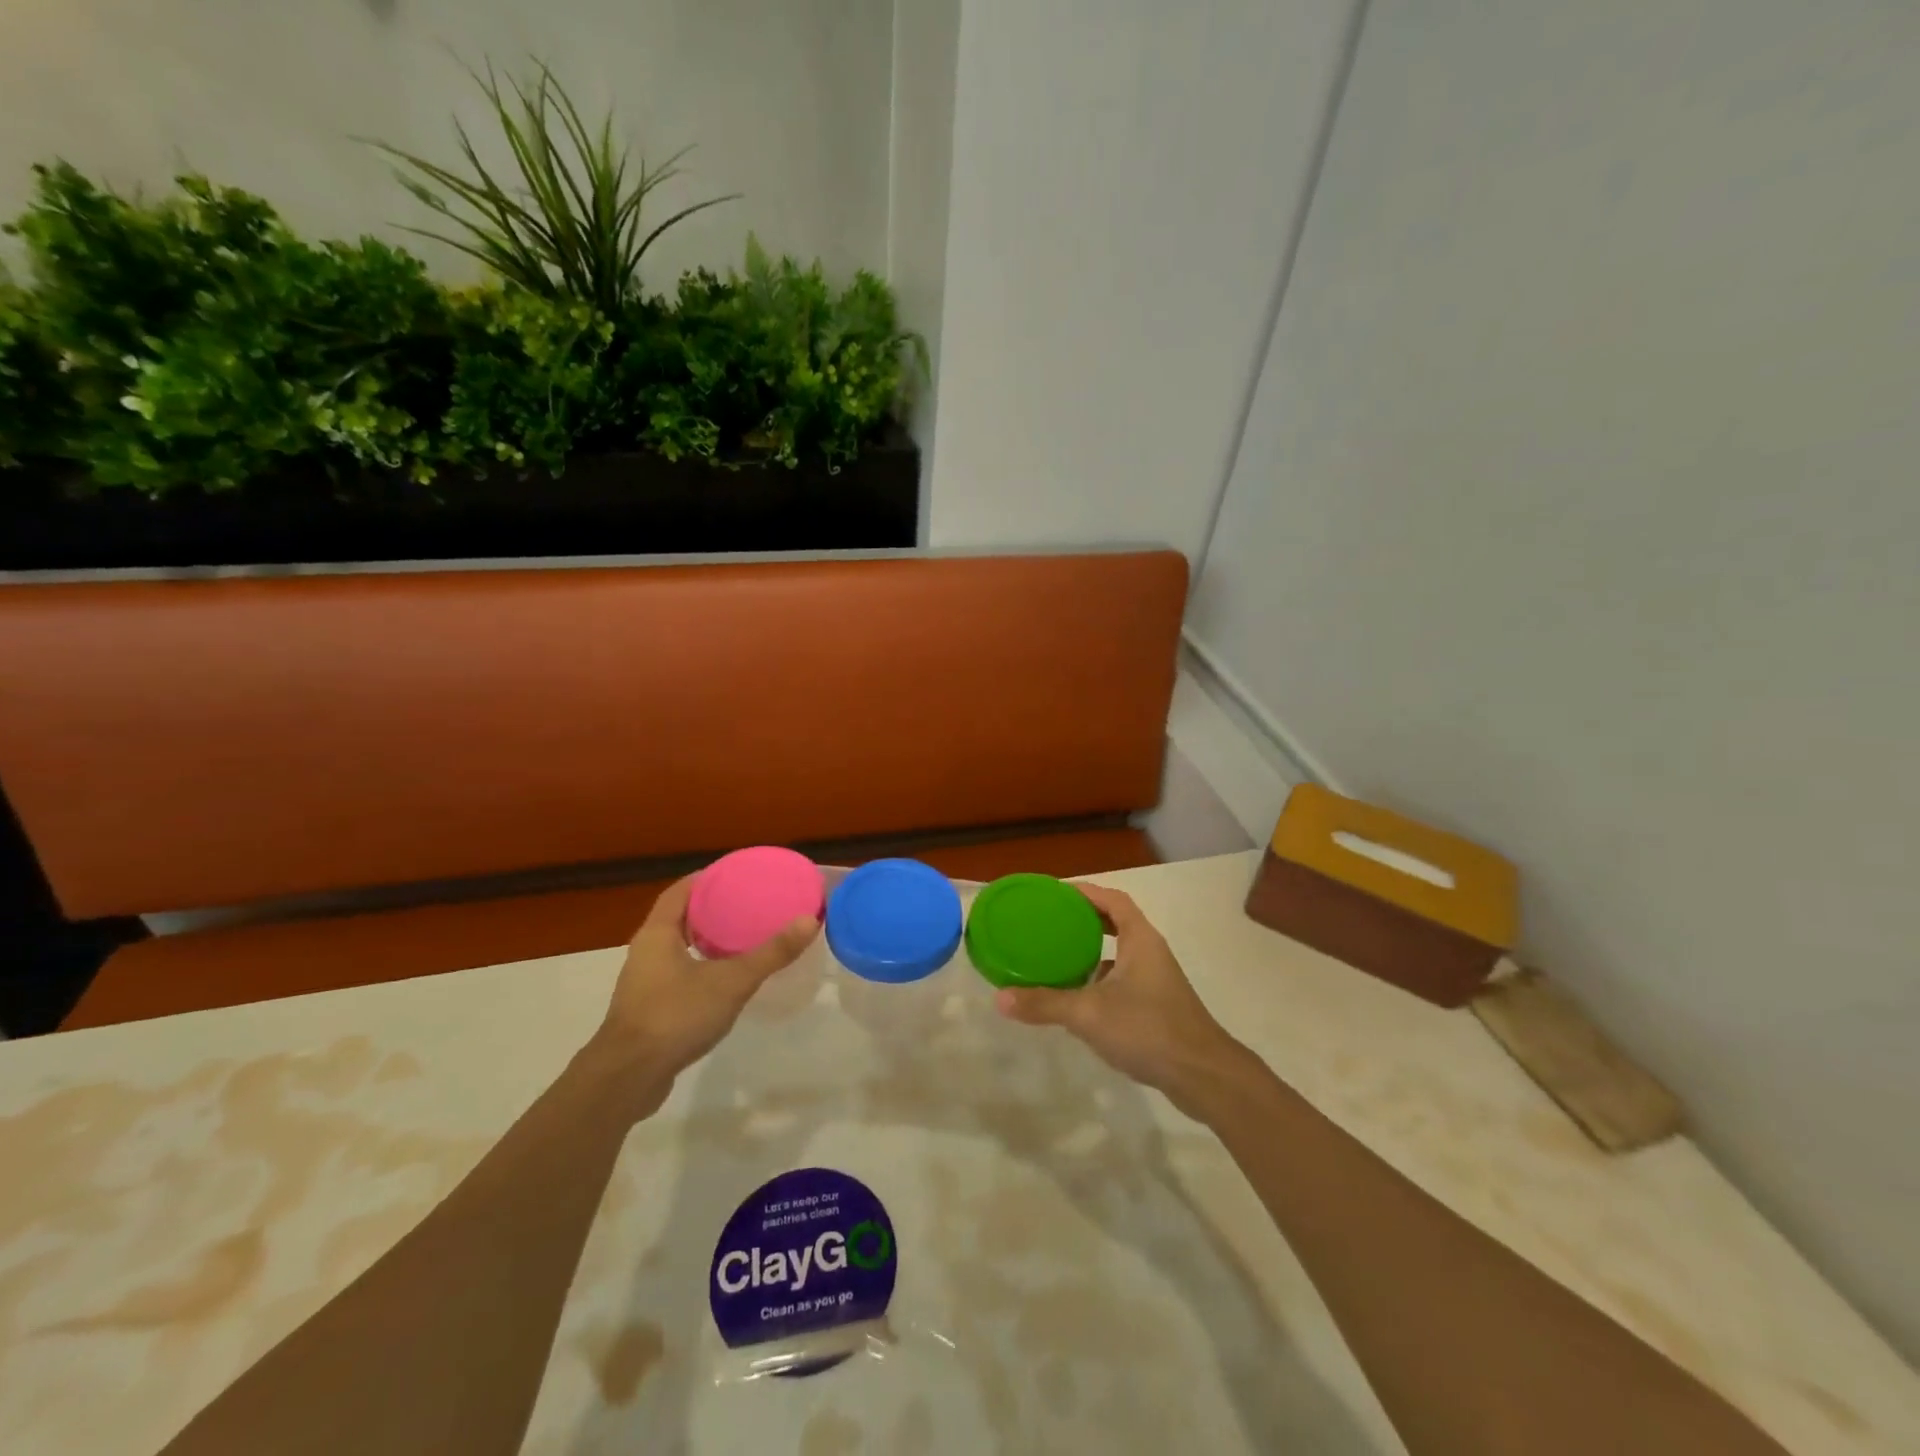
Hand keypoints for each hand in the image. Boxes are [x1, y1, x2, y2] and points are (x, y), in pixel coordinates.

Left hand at [589, 873, 819, 1112]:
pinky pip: (676, 975)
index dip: (706, 878)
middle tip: (747, 904)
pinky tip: (724, 980)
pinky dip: (699, 968)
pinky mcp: (647, 1011)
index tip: (736, 874)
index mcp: (657, 933)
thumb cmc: (676, 1016)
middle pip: (678, 918)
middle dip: (711, 909)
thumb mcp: (731, 981)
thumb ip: (771, 953)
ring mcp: (643, 983)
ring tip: (741, 937)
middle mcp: (645, 952)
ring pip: (677, 949)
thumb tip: (809, 920)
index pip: (680, 891)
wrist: (628, 1079)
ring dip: (705, 940)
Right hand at [994, 882, 1249, 1115]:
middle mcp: (1150, 952)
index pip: (1113, 899)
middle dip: (1084, 920)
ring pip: (1119, 953)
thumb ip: (1045, 1003)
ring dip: (1091, 951)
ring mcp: (1156, 980)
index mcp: (1140, 939)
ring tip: (1056, 956)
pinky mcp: (1157, 1006)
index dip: (1085, 892)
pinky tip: (1077, 998)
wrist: (1203, 1076)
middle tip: (1049, 923)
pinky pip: (1122, 979)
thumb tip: (1000, 998)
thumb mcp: (1089, 1014)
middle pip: (1116, 922)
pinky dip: (1099, 980)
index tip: (1055, 893)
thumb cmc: (1148, 1029)